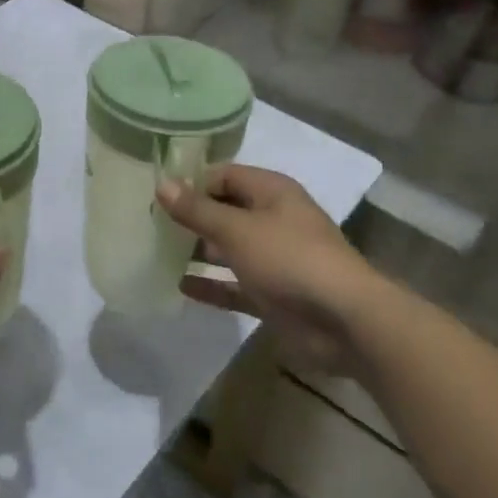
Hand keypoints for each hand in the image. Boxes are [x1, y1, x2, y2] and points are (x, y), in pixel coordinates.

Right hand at [159, 164, 384, 373]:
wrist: (346, 322)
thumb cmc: (289, 259)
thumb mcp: (236, 229)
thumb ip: (197, 209)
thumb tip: (162, 185)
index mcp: (272, 192)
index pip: (225, 175)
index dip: (193, 181)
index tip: (158, 194)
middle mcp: (274, 220)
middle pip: (226, 210)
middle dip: (192, 217)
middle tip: (151, 223)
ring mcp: (275, 259)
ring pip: (229, 248)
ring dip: (199, 250)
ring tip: (158, 252)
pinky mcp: (273, 294)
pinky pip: (235, 284)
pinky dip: (212, 284)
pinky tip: (180, 286)